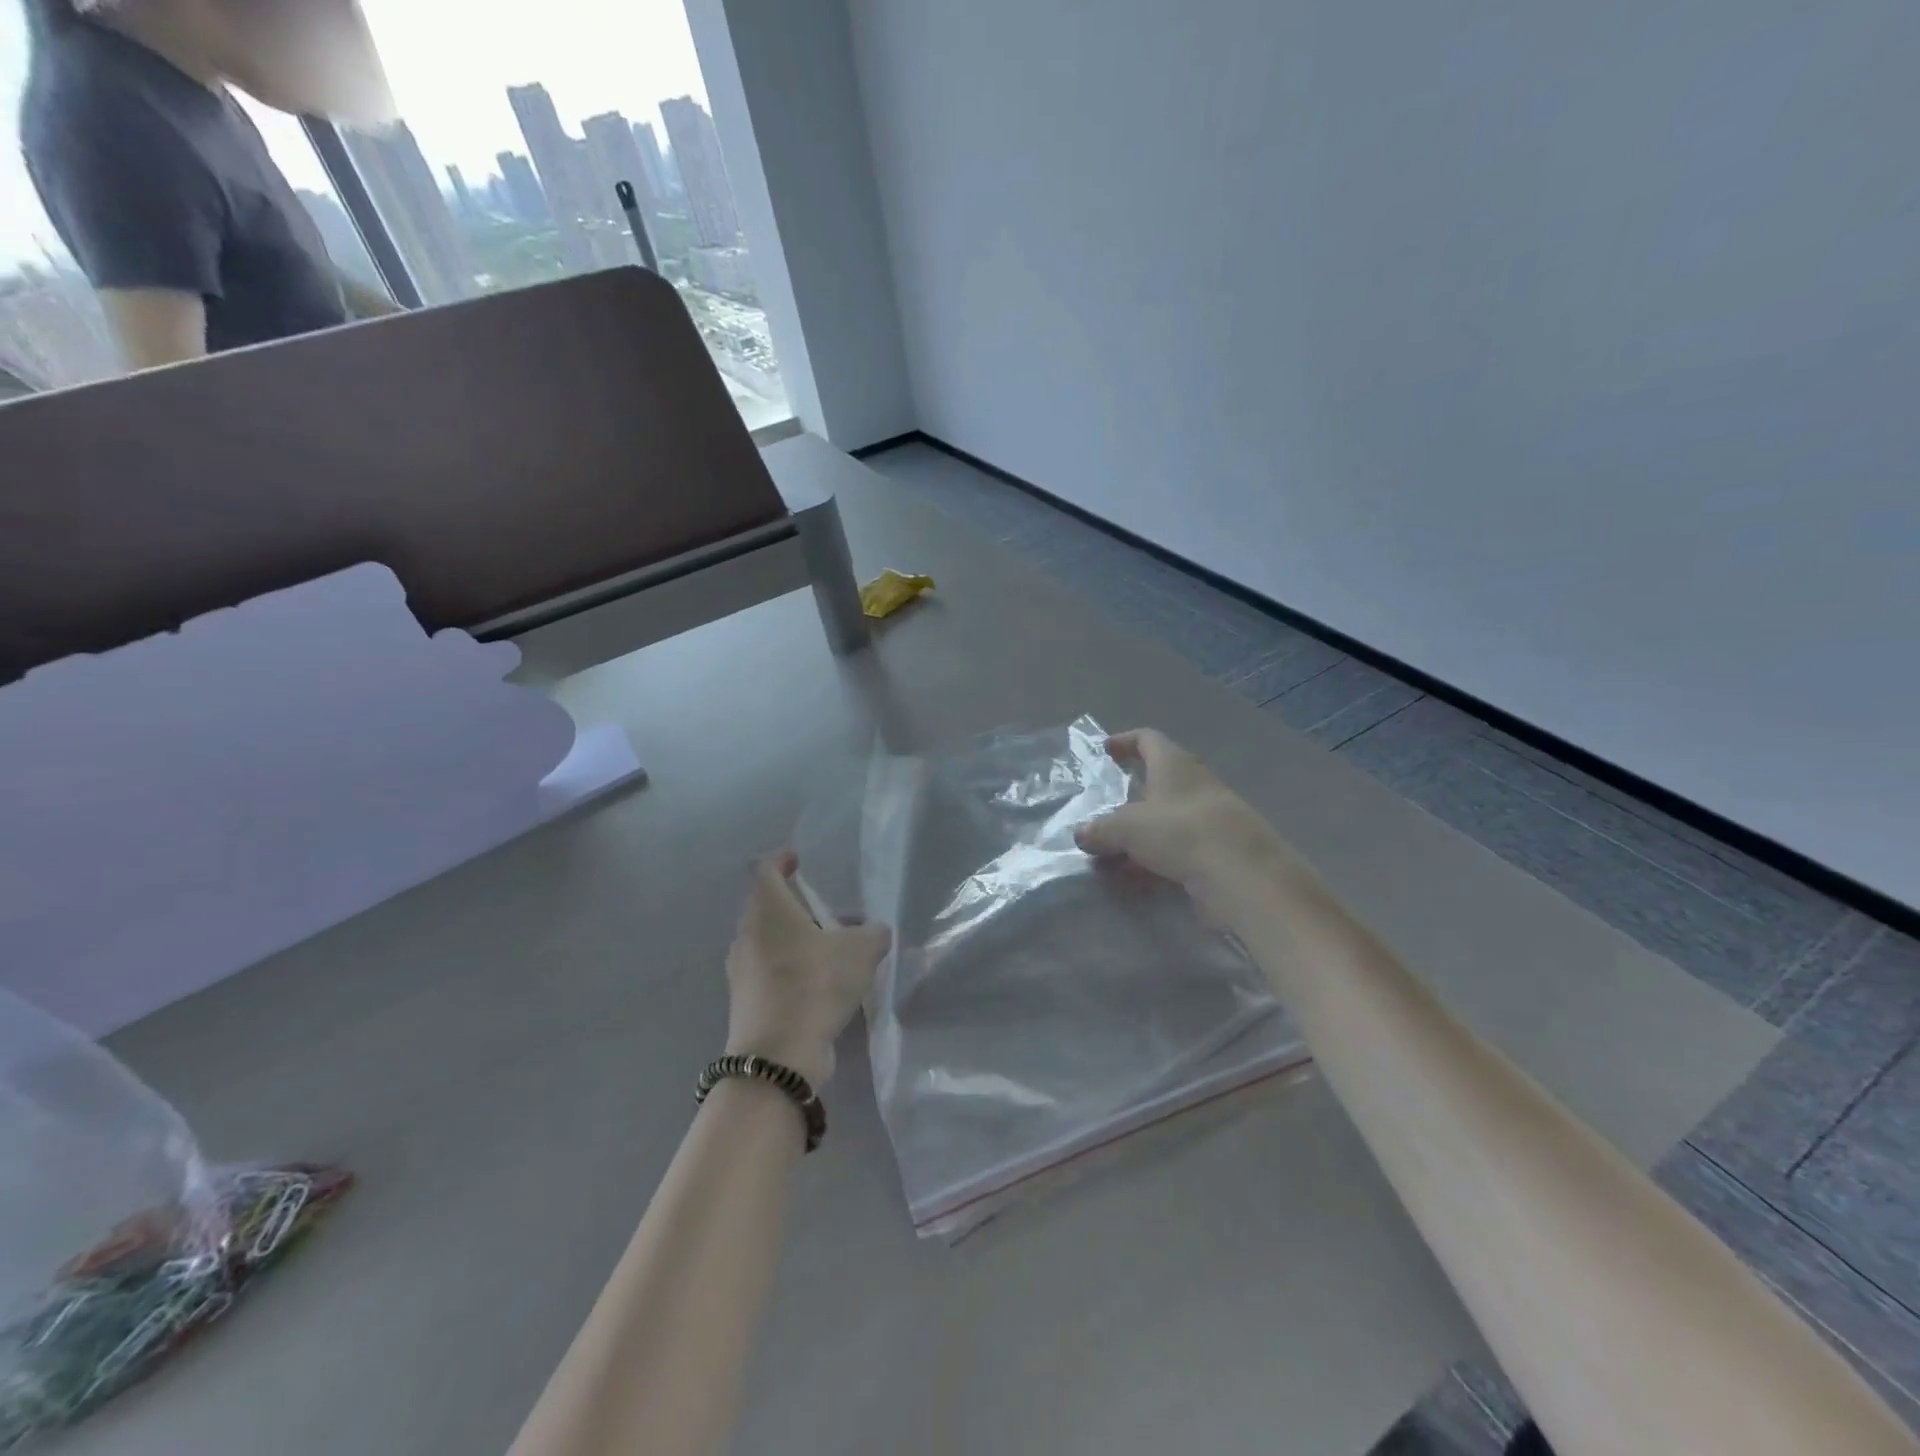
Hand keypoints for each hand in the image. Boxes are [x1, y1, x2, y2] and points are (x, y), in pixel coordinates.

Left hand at [725, 851, 889, 1086]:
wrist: (779, 1055)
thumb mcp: (861, 951)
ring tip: (832, 951)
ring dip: (796, 939)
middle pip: (766, 906)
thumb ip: (874, 933)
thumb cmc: (816, 984)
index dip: (781, 860)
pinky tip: (820, 984)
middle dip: (797, 905)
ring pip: (768, 940)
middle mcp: (747, 933)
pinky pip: (769, 970)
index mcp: (767, 908)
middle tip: (829, 913)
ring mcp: (741, 969)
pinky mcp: (745, 1000)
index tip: (798, 860)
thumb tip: (875, 931)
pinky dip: (790, 968)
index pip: (764, 869)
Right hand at [1075, 729, 1305, 915]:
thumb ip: (1100, 830)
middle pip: (1162, 778)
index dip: (1126, 741)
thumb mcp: (1127, 828)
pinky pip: (1181, 845)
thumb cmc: (1179, 831)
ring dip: (1144, 829)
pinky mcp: (1221, 848)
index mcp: (1174, 764)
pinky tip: (1140, 874)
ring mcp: (1212, 816)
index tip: (1106, 750)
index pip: (1149, 739)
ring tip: (1116, 848)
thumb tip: (1081, 834)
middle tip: (1109, 804)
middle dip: (1134, 791)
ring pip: (1170, 816)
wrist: (1243, 874)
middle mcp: (1196, 783)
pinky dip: (1159, 854)